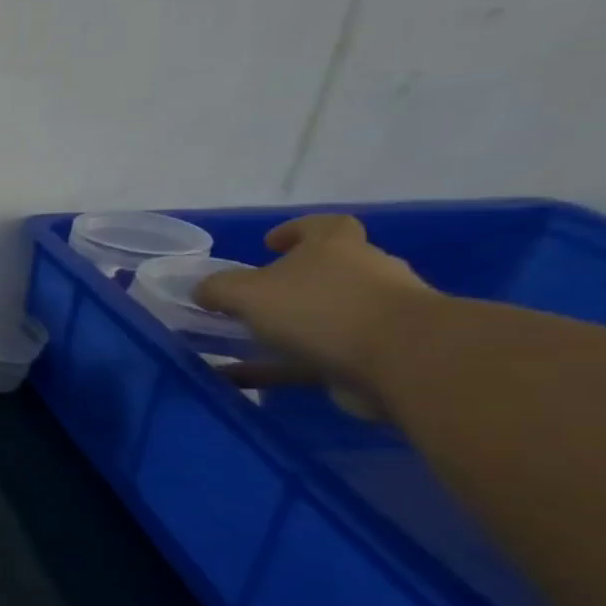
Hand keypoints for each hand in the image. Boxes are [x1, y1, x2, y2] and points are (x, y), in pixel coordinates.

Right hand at [194, 214, 438, 398]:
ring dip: (288, 329)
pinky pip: (317, 357)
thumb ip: (217, 289)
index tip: (268, 245)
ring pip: (324, 316)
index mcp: (336, 247)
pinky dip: (282, 367)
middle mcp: (364, 274)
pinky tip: (244, 380)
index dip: (295, 231)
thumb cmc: (320, 308)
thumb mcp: (245, 292)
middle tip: (253, 301)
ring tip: (243, 345)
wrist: (403, 360)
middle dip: (291, 285)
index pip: (323, 226)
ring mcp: (376, 316)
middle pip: (327, 272)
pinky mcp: (377, 355)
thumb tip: (203, 291)